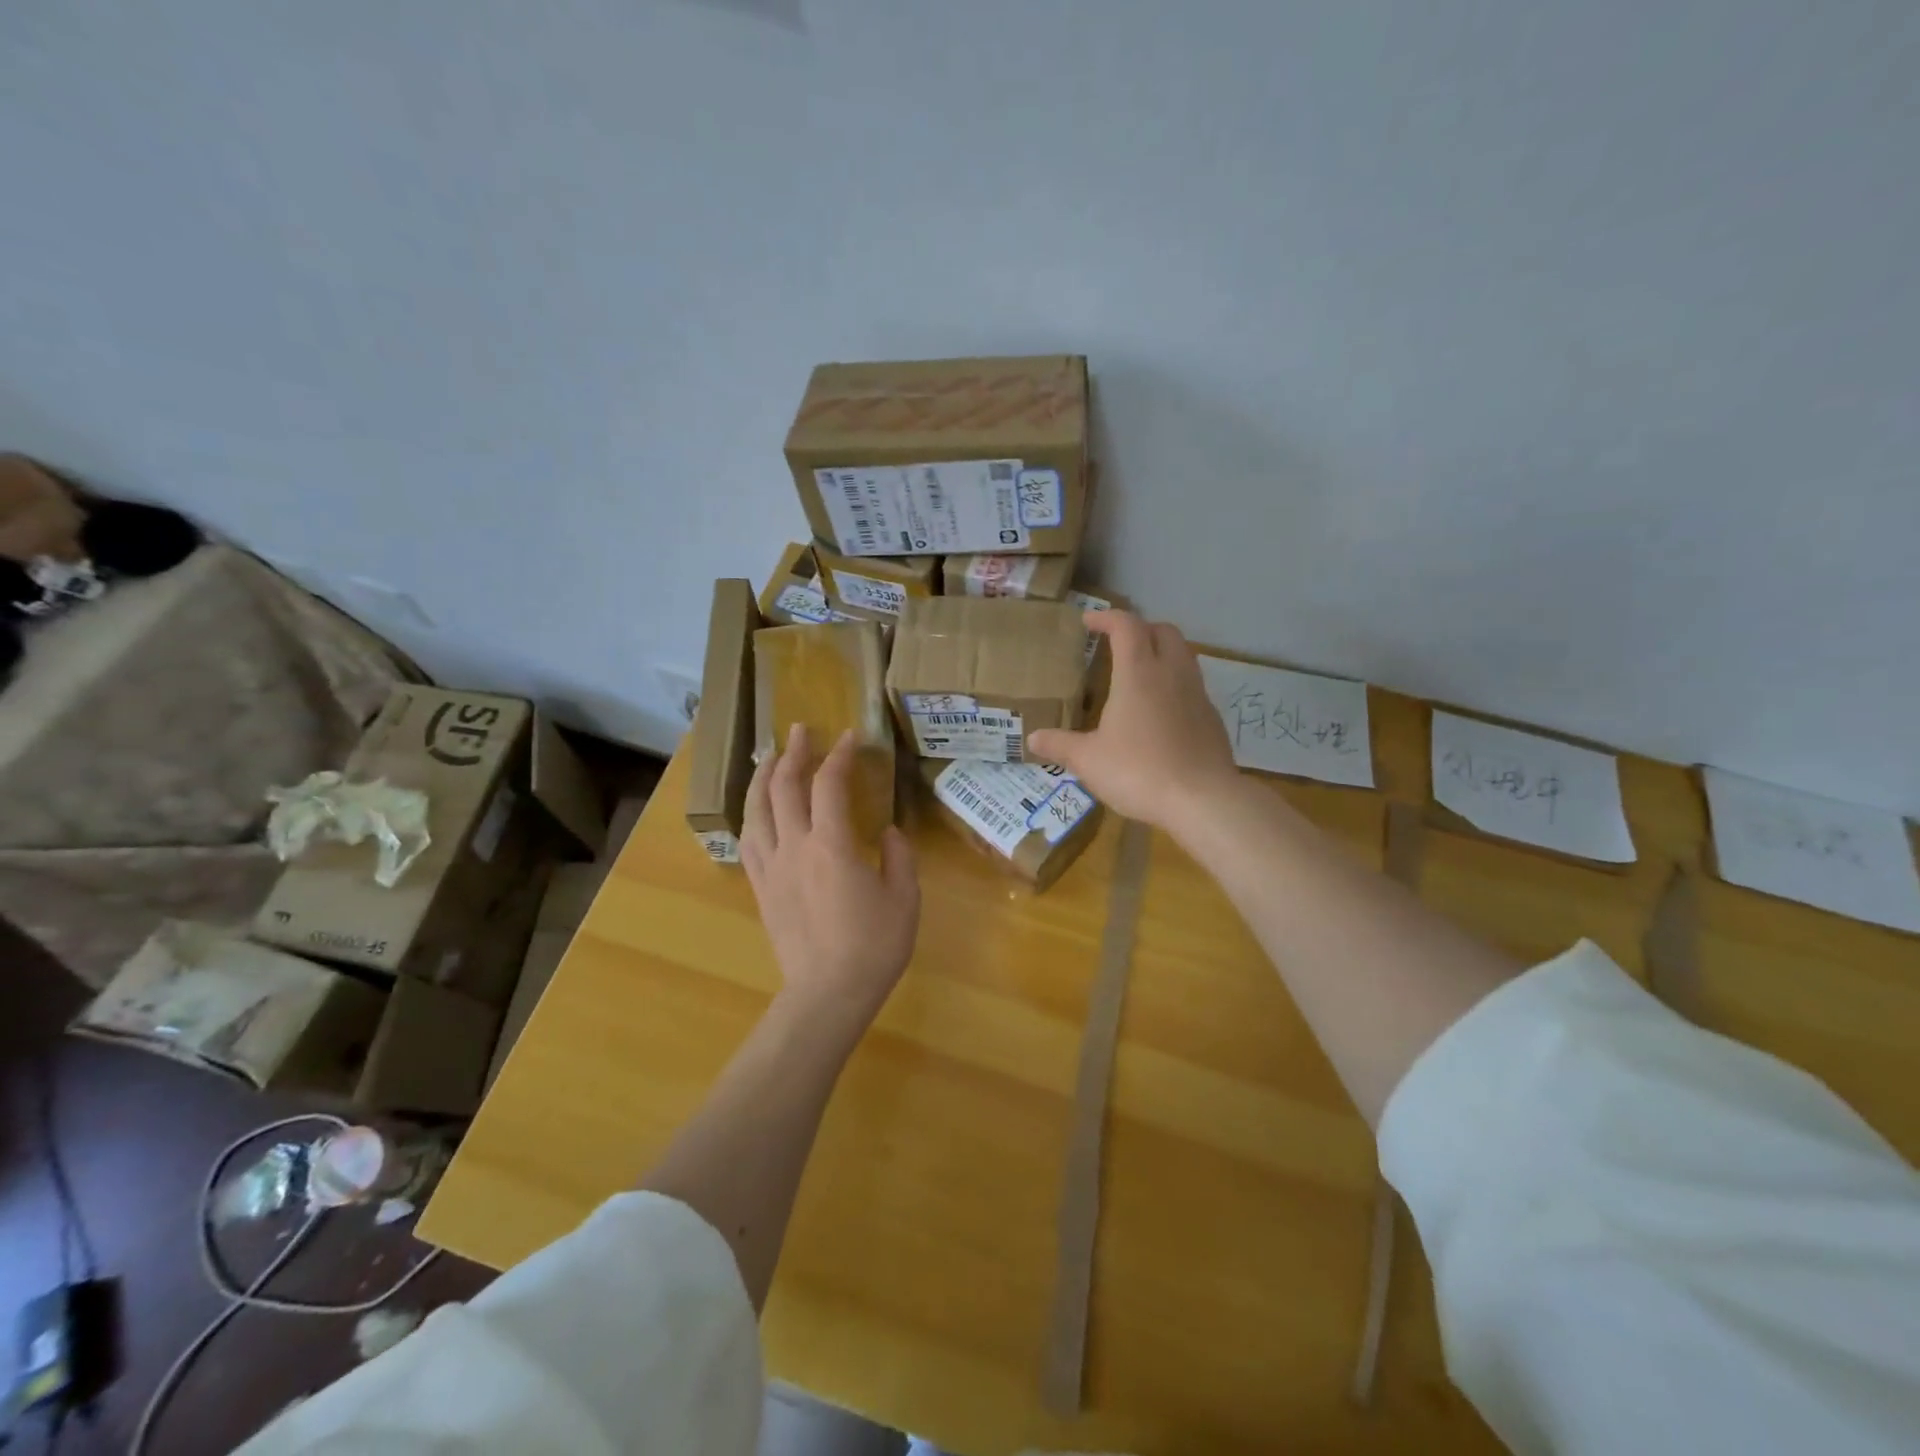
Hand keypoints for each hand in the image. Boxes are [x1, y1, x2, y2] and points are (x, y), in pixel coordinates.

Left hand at [741, 724, 919, 1037]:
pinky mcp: (761, 888)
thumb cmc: (873, 947)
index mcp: (832, 845)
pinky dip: (752, 815)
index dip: (839, 756)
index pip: (829, 785)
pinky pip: (748, 842)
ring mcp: (772, 868)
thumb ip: (898, 857)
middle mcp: (795, 847)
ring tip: (770, 758)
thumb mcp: (904, 898)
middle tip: (800, 730)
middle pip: (784, 788)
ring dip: (763, 778)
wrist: (827, 994)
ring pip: (756, 810)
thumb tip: (886, 833)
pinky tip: (756, 809)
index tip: (849, 737)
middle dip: (793, 753)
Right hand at [1028, 611, 1238, 831]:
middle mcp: (1172, 673)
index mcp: (1139, 673)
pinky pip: (1192, 686)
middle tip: (1118, 644)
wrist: (1203, 801)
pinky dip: (1174, 684)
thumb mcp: (1089, 761)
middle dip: (1140, 629)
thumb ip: (1060, 745)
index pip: (1126, 626)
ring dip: (1161, 653)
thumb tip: (1033, 738)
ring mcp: (1197, 694)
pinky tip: (1160, 712)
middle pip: (1163, 631)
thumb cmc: (1139, 771)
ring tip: (1139, 675)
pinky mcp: (1212, 718)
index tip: (1089, 622)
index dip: (1107, 618)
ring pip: (1183, 655)